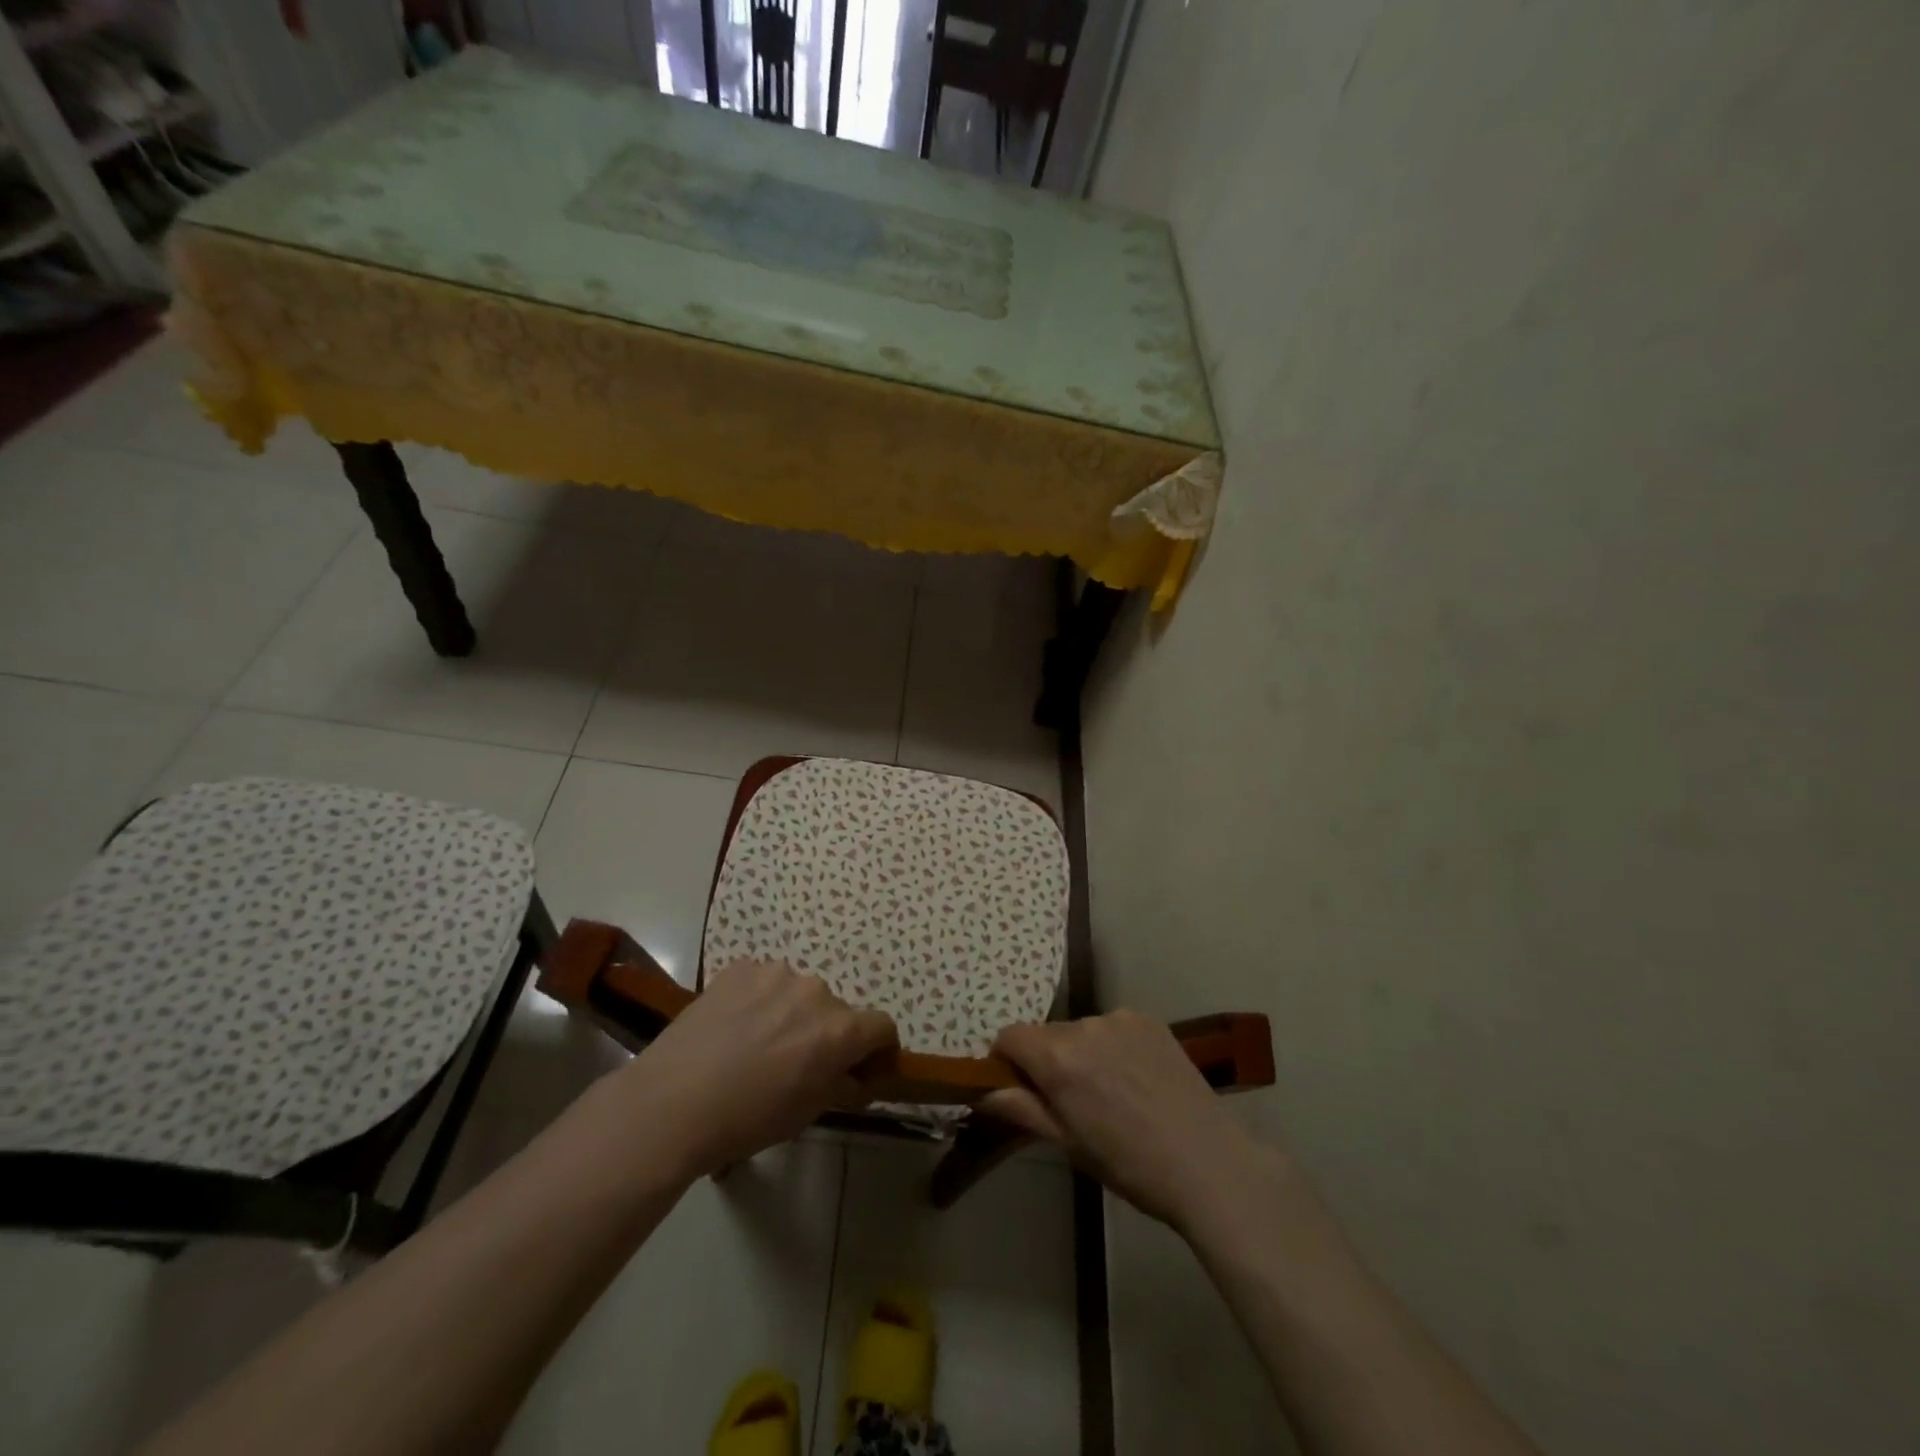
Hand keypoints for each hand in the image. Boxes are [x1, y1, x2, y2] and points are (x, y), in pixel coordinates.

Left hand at [619, 959, 896, 1178]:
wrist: (670, 1103)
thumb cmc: (745, 1119)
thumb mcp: (805, 1113)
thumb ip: (841, 1085)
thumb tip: (856, 1075)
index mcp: (839, 1029)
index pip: (881, 1026)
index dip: (878, 1048)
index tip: (863, 1066)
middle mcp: (816, 991)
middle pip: (836, 1010)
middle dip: (826, 1032)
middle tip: (796, 1062)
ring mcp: (776, 973)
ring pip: (798, 993)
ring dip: (791, 1013)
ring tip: (756, 1043)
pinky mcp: (740, 967)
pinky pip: (763, 982)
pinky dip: (759, 1000)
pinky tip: (732, 1027)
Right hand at [981, 1010, 1276, 1231]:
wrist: (1208, 1164)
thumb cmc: (1130, 1165)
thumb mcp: (1069, 1144)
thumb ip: (1022, 1109)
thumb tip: (983, 1092)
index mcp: (1058, 1057)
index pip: (1009, 1036)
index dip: (1006, 1061)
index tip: (1020, 1089)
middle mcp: (1085, 1025)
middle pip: (1046, 1034)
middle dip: (1047, 1060)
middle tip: (1071, 1101)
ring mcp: (1120, 1018)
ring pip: (1081, 1030)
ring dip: (1082, 1053)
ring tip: (1111, 1093)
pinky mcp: (1149, 1020)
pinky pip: (1113, 1027)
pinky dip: (1112, 1046)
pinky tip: (1136, 1079)